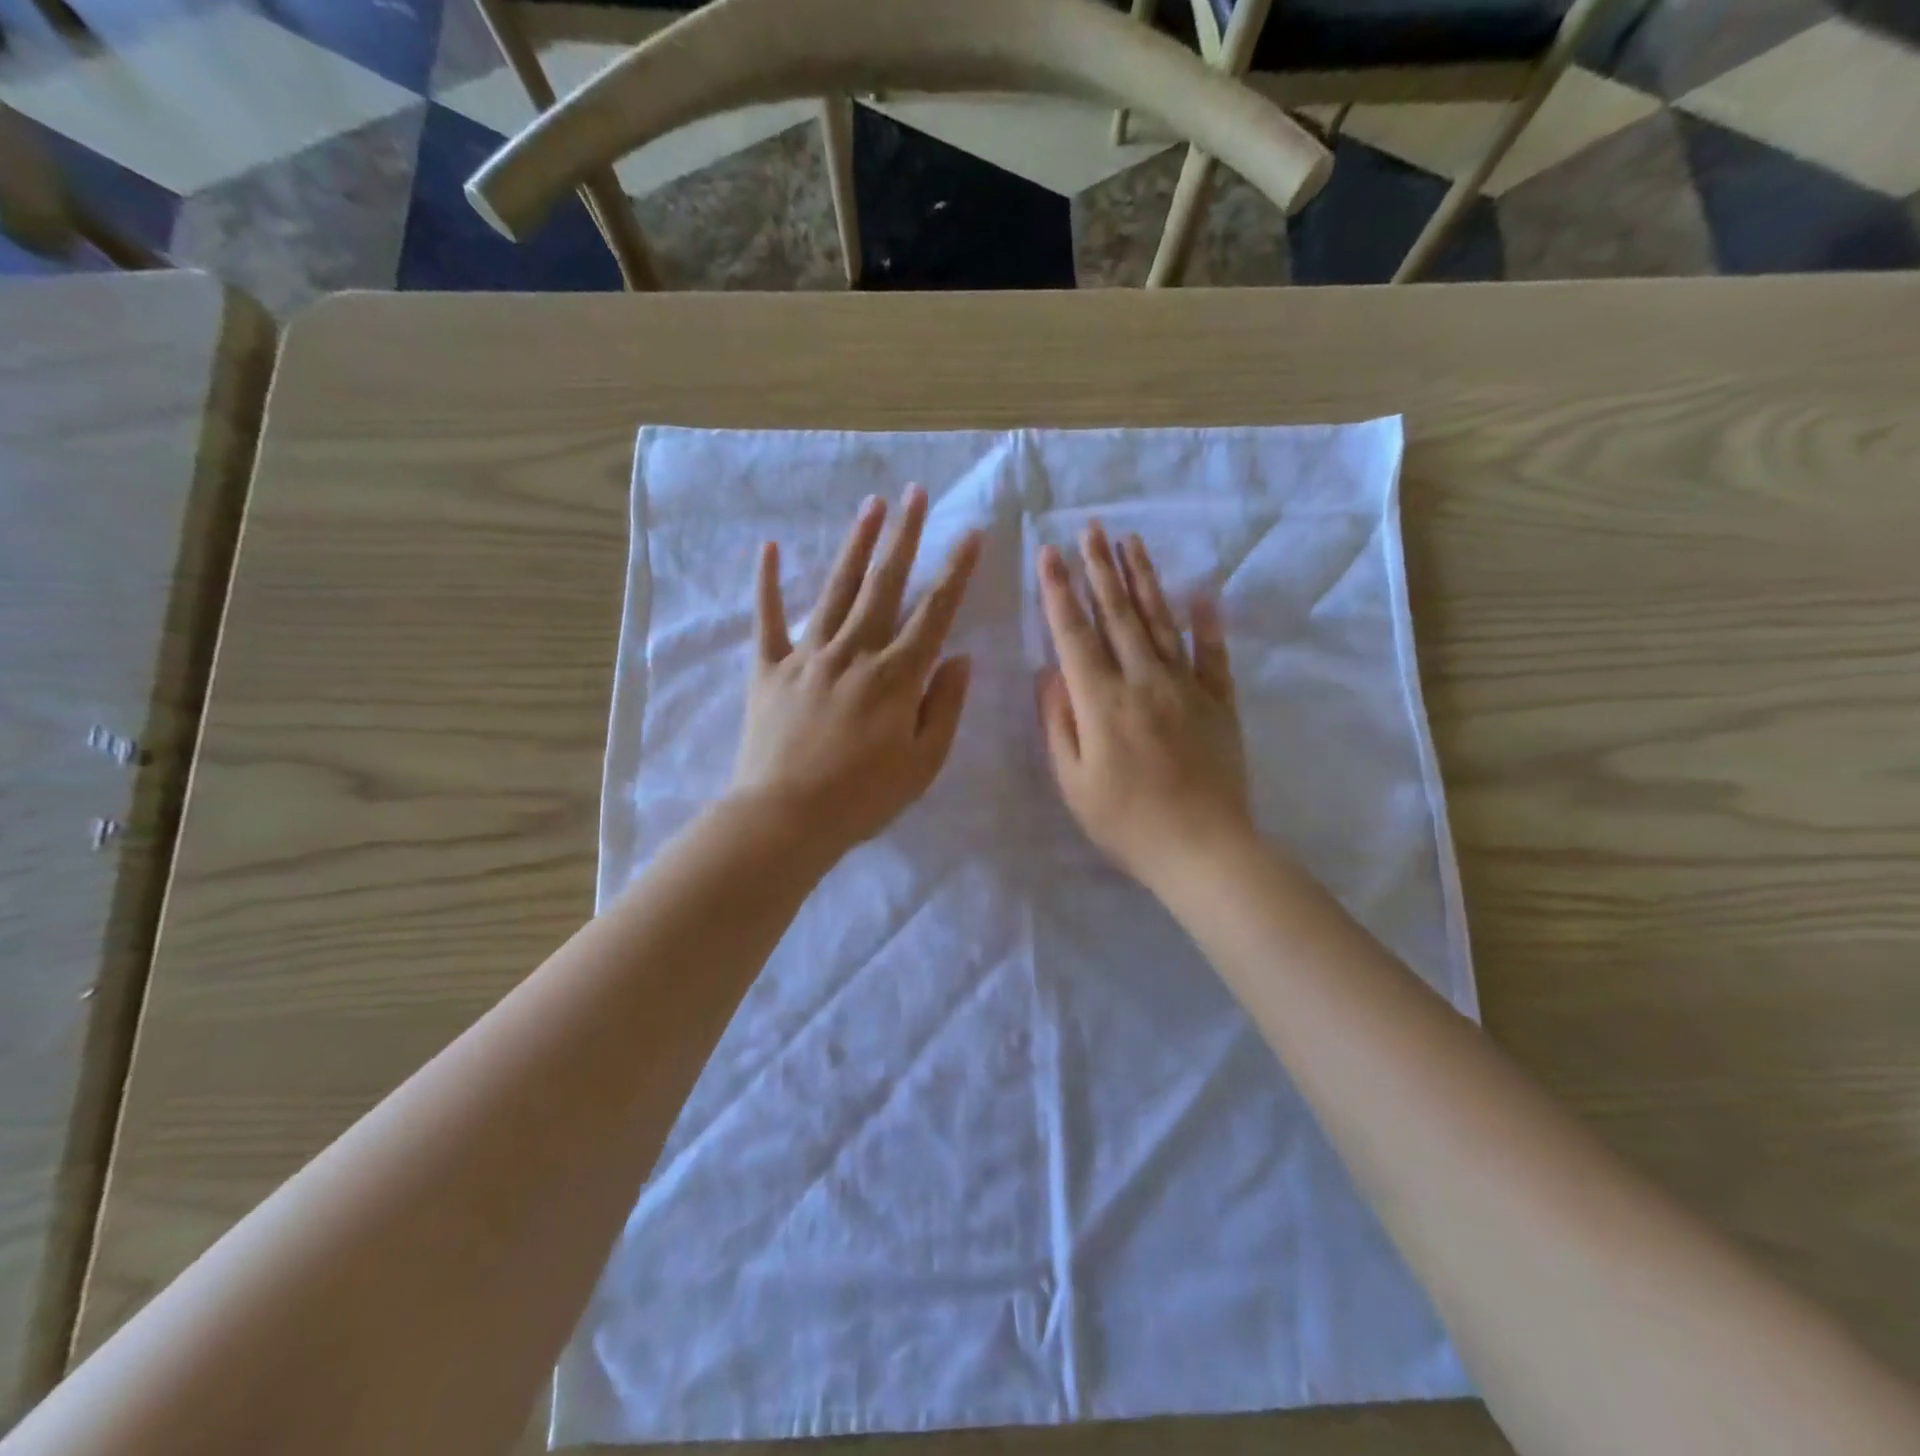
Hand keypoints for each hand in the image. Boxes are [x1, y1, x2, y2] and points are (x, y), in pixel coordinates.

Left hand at [731, 486, 981, 858]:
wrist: (786, 819)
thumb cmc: (863, 799)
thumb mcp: (923, 764)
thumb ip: (945, 707)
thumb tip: (961, 657)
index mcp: (896, 677)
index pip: (934, 613)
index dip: (955, 571)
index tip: (970, 533)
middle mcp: (854, 653)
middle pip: (884, 585)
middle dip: (904, 536)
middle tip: (916, 493)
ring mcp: (807, 656)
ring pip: (836, 589)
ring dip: (856, 545)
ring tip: (871, 504)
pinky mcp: (769, 670)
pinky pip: (768, 619)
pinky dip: (768, 583)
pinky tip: (770, 546)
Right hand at [1036, 524, 1250, 888]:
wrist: (1203, 849)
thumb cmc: (1126, 823)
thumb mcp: (1074, 782)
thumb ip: (1059, 723)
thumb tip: (1048, 672)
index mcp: (1101, 701)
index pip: (1074, 634)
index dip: (1059, 591)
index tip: (1049, 553)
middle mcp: (1142, 681)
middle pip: (1117, 614)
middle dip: (1100, 568)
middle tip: (1090, 528)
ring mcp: (1185, 687)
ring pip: (1160, 621)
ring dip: (1143, 579)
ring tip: (1131, 542)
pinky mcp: (1218, 701)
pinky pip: (1212, 653)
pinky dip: (1207, 621)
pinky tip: (1202, 591)